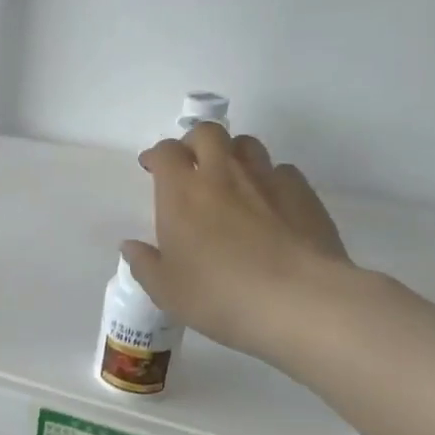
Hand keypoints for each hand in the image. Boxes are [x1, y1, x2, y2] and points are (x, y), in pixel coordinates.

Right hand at [122, 125, 356, 363]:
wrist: (297, 301)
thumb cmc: (219, 295)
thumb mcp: (167, 291)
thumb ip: (145, 264)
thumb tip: (130, 247)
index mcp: (182, 193)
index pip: (165, 152)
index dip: (156, 156)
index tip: (152, 168)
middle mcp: (222, 175)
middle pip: (208, 133)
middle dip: (195, 142)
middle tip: (191, 166)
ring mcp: (266, 180)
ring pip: (247, 144)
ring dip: (233, 154)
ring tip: (231, 180)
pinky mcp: (303, 193)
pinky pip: (282, 171)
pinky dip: (270, 179)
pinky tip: (270, 204)